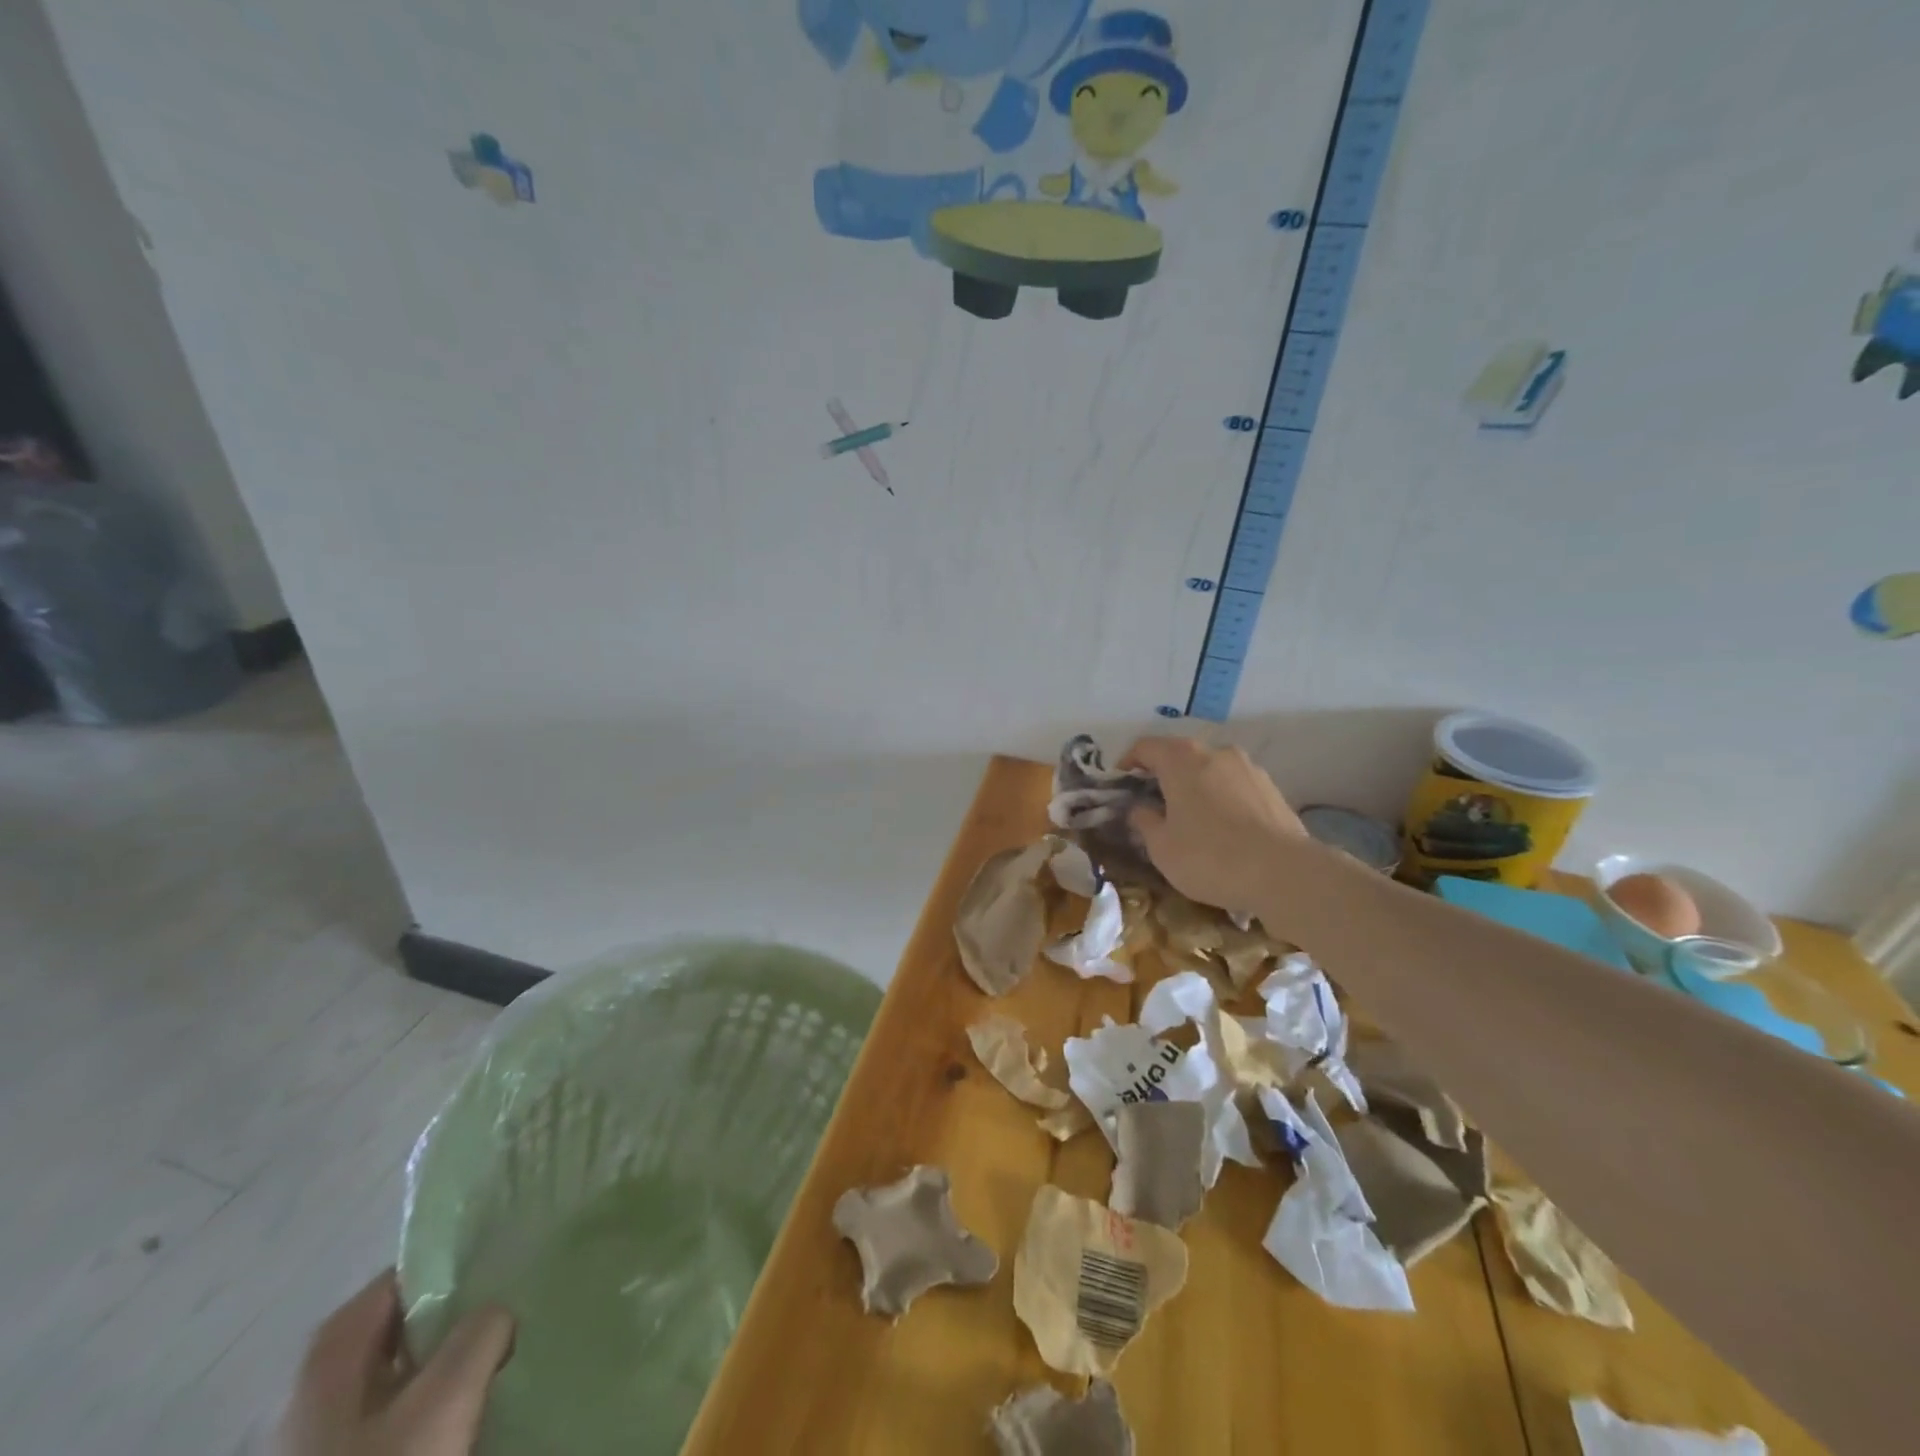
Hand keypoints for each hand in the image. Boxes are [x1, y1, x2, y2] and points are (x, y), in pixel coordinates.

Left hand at [276, 1270, 513, 1455]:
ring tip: (490, 1364)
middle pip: (397, 1327)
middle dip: (450, 1317)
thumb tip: (496, 1314)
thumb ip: (483, 1331)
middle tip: (501, 1315)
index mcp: (332, 1351)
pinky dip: (428, 1406)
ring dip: (443, 1365)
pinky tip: (458, 1416)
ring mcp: (320, 1436)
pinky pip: (393, 1416)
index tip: (495, 1268)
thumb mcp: (449, 1394)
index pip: (398, 1277)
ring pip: (397, 1374)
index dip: (448, 1266)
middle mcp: (317, 1385)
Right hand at [1121, 737, 1306, 913]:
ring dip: (1194, 786)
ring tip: (1189, 818)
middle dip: (1162, 775)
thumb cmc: (1210, 857)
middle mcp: (1215, 752)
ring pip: (1209, 769)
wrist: (1285, 873)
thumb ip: (1145, 821)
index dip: (1127, 762)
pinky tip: (1222, 828)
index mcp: (1181, 759)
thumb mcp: (1162, 847)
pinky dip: (1221, 798)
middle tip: (1151, 803)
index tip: (1120, 783)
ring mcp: (1248, 768)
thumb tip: (1141, 808)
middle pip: (1179, 755)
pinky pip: (1234, 786)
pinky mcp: (1272, 788)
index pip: (1145, 747)